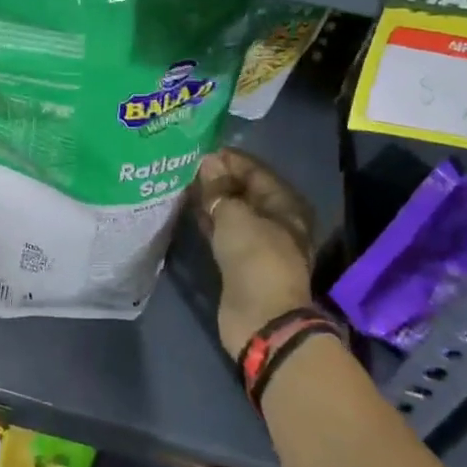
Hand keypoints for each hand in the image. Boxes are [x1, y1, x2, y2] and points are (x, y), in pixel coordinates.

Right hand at [194, 148, 316, 356]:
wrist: (261, 317)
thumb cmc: (255, 257)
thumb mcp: (234, 215)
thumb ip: (218, 187)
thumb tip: (207, 162)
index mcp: (285, 203)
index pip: (254, 170)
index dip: (228, 158)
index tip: (198, 148)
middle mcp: (276, 220)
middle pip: (243, 191)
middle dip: (217, 178)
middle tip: (185, 164)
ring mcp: (258, 243)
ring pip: (231, 212)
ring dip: (210, 199)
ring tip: (181, 182)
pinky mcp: (240, 262)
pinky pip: (223, 232)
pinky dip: (208, 221)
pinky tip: (187, 209)